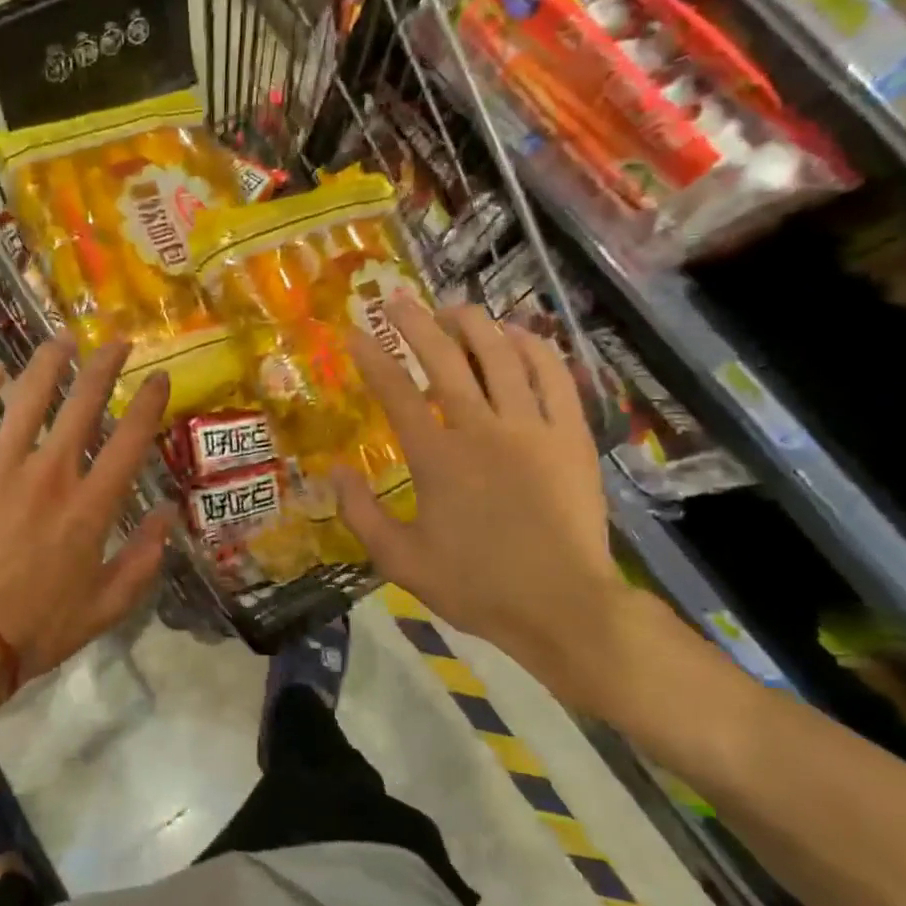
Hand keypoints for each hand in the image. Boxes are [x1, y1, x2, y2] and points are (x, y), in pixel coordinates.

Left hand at [0, 337, 174, 692]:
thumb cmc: (36, 630)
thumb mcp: (106, 607)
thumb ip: (144, 559)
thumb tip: (167, 514)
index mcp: (91, 505)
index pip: (131, 439)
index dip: (149, 402)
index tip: (158, 377)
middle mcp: (50, 472)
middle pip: (84, 403)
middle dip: (105, 366)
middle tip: (117, 342)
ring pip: (28, 396)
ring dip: (49, 362)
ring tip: (61, 340)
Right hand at [338, 301, 636, 720]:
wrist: (562, 606)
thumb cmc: (474, 585)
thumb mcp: (399, 560)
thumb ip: (360, 513)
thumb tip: (334, 470)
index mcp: (436, 458)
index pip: (396, 392)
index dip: (372, 357)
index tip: (354, 331)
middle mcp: (482, 429)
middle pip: (447, 358)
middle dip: (416, 322)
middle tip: (397, 299)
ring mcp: (532, 428)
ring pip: (501, 355)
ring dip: (474, 324)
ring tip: (453, 308)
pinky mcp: (571, 435)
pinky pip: (554, 375)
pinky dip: (533, 346)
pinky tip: (517, 334)